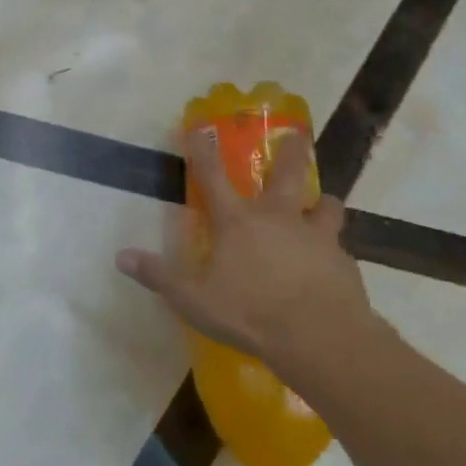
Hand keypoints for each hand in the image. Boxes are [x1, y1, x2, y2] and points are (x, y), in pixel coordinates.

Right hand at [116, 129, 390, 381]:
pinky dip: (333, 248)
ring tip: (323, 203)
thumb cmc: (249, 312)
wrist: (321, 337)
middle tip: (298, 136)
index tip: (200, 127)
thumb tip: (121, 256)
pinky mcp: (344, 262)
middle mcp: (278, 218)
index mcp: (237, 222)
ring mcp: (316, 237)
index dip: (202, 151)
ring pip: (326, 206)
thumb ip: (158, 275)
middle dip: (291, 152)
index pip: (212, 176)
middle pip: (287, 174)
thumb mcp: (192, 299)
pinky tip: (330, 262)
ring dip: (322, 202)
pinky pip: (339, 246)